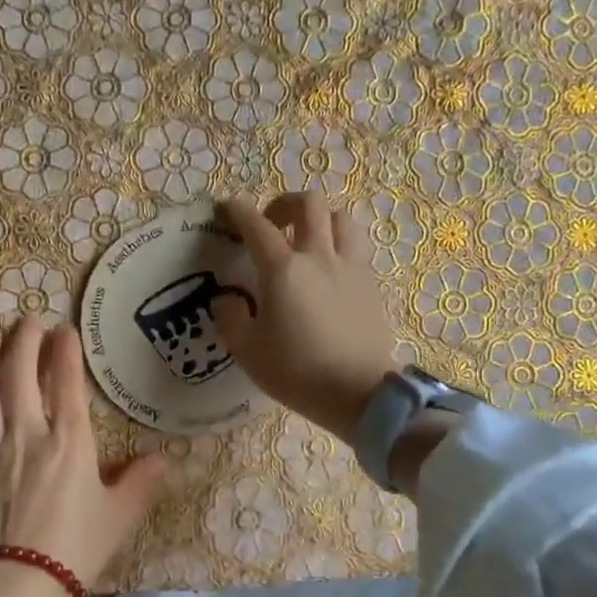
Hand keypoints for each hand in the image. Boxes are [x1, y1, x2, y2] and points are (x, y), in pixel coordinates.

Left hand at [0, 320, 168, 591]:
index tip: (64, 329)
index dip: (64, 349)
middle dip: (24, 340)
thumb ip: (140, 482)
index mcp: (68, 441)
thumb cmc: (77, 548)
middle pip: (19, 374)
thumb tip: (164, 460)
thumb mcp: (120, 515)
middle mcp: (25, 434)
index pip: (64, 381)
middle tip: (28, 320)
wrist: (21, 585)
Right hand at [213, 193, 397, 442]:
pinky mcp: (370, 285)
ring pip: (341, 218)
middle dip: (285, 204)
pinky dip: (339, 245)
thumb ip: (230, 318)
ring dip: (320, 220)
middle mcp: (319, 257)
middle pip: (309, 204)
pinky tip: (328, 269)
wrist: (358, 393)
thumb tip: (227, 299)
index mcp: (283, 270)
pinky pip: (356, 247)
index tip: (227, 207)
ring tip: (307, 240)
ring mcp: (350, 268)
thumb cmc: (296, 372)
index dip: (238, 211)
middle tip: (272, 224)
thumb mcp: (247, 350)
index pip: (257, 226)